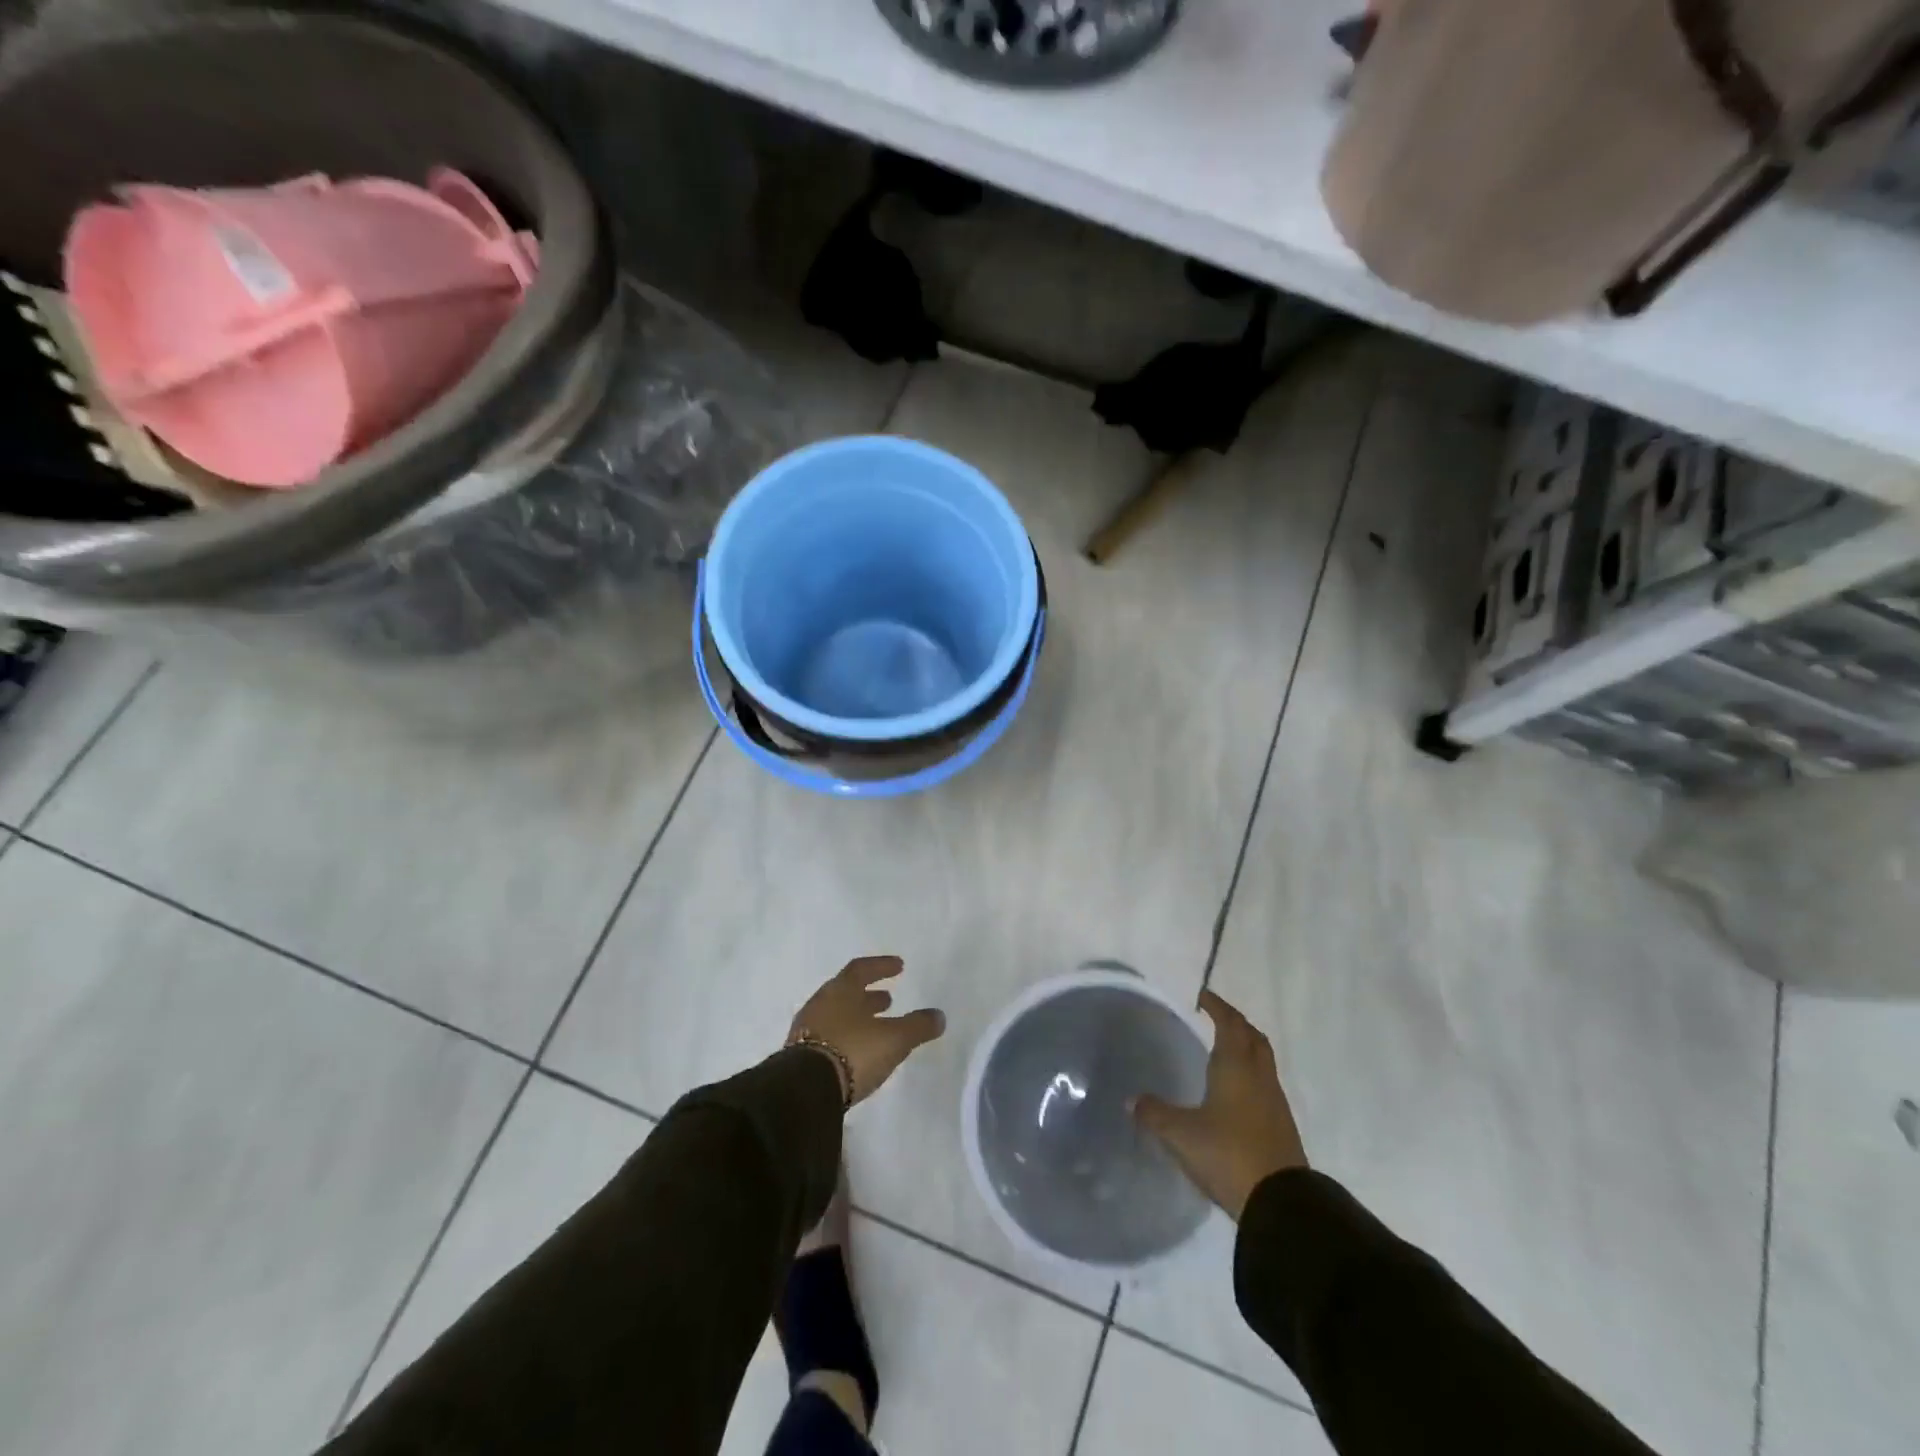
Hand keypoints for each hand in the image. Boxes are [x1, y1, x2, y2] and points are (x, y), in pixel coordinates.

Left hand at [789, 955, 945, 1106]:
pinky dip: (845, 1037)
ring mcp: (806, 1029)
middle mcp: (821, 1003)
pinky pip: (827, 1036)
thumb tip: (939, 1016)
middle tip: (887, 1000)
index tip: (899, 966)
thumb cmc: (853, 1052)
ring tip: (876, 1027)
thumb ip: (917, 1026)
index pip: (861, 968)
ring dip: (857, 1017)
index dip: (881, 966)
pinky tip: (857, 1051)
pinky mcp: (799, 1056)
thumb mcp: (894, 1039)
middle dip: (868, 995)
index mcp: (841, 989)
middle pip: (846, 992)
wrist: (805, 1091)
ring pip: (836, 1015)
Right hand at [1132, 990, 1306, 1219]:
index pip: (1229, 1023)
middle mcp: (1259, 1076)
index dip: (1217, 1007)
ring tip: (1224, 1050)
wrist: (1281, 1203)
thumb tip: (1131, 1099)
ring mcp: (1275, 1101)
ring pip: (1262, 1060)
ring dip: (1246, 1047)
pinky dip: (1251, 1074)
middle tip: (1215, 1017)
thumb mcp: (1181, 1134)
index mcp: (1236, 1066)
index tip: (1202, 996)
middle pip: (1252, 1037)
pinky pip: (1266, 1084)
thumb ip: (1155, 1114)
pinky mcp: (1282, 1125)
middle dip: (1235, 1022)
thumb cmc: (1228, 1154)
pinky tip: (1236, 1091)